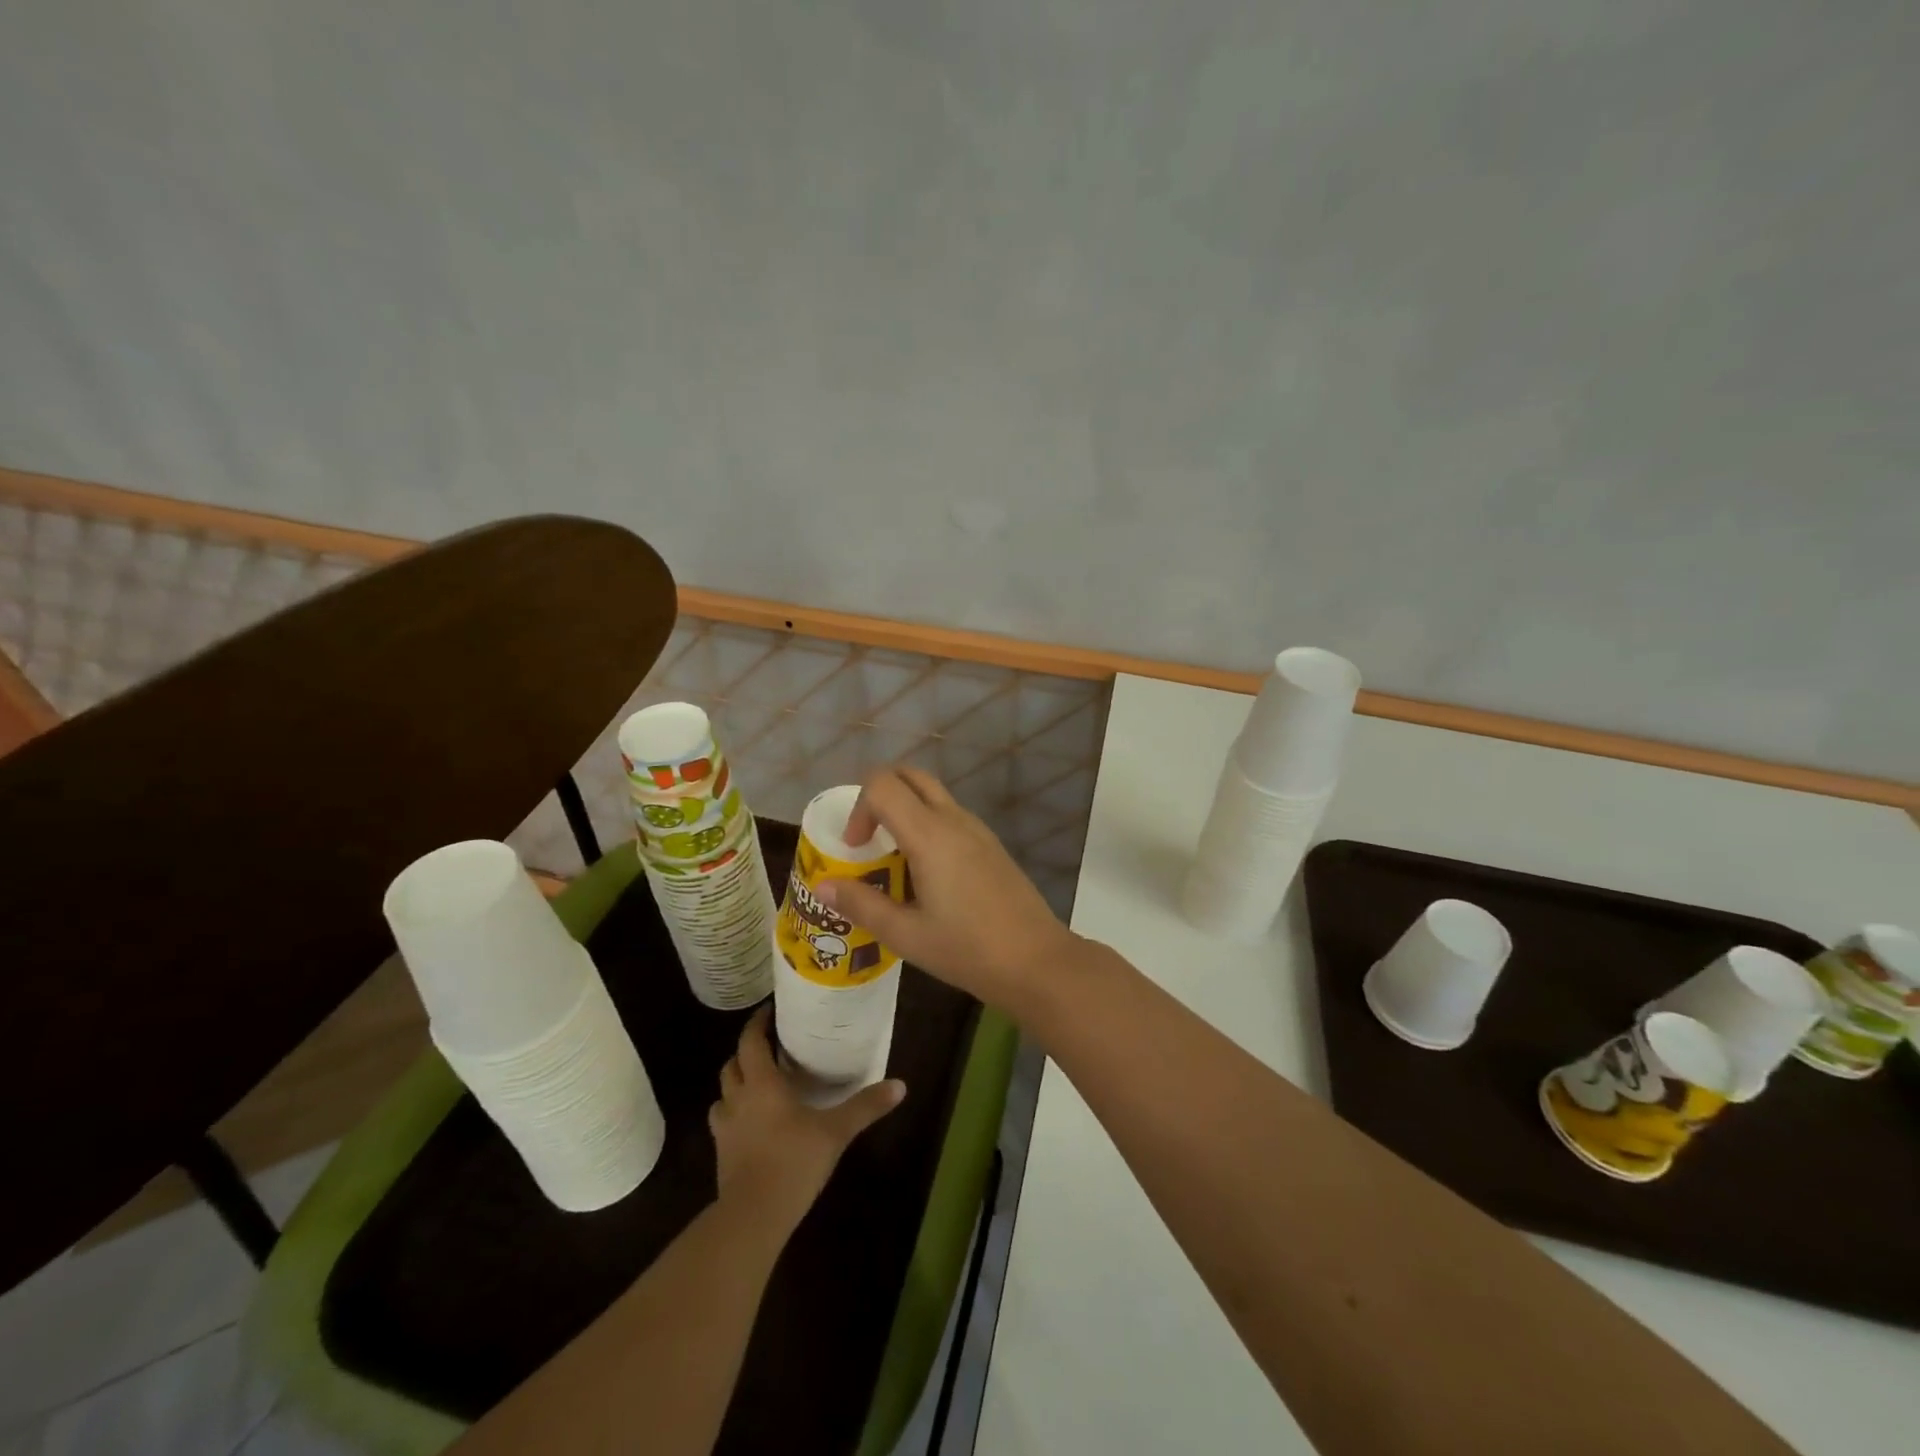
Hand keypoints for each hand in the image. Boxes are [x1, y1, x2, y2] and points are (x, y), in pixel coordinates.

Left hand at [709, 1006, 904, 1236]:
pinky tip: (753, 1124)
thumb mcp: (836, 1131)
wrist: (752, 1218)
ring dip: (736, 1084)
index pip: (750, 1042)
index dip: (756, 1023)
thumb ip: (866, 1106)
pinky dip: (734, 1114)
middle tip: (768, 1047)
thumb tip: (901, 1085)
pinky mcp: (721, 1155)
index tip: (768, 1011)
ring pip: (722, 1094)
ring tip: (758, 1083)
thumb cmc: (793, 1162)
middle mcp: (738, 1099)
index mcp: (762, 1084)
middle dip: (746, 1052)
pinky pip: (723, 1122)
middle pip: (732, 1065)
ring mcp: (725, 1129)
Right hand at [815, 766, 1078, 1011]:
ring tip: (894, 862)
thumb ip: (861, 904)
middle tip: (869, 840)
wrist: (1036, 960)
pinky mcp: (991, 844)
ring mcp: (977, 829)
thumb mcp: (905, 934)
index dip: (859, 808)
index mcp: (929, 834)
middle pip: (909, 775)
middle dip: (879, 796)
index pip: (883, 784)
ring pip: (932, 794)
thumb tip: (823, 886)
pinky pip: (950, 816)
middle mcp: (954, 819)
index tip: (856, 849)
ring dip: (904, 811)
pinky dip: (927, 826)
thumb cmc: (967, 949)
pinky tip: (927, 875)